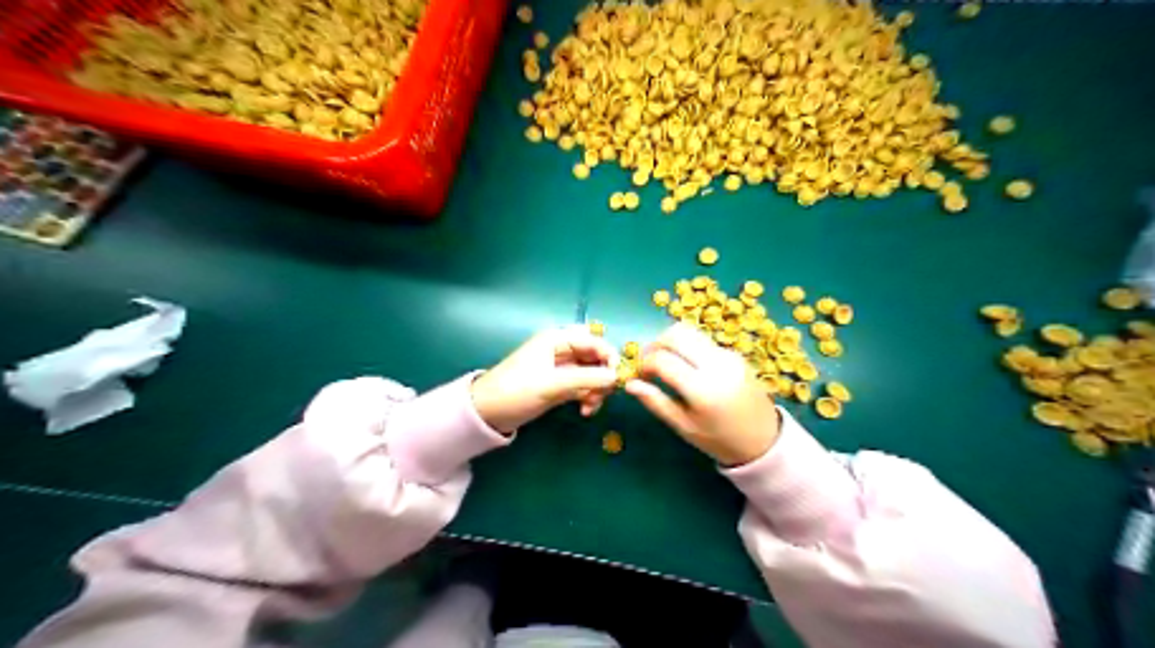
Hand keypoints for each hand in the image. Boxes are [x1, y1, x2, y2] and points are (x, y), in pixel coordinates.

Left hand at [470, 323, 623, 435]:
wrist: (488, 413)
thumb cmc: (516, 391)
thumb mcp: (552, 384)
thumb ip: (586, 379)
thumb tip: (616, 377)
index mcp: (557, 339)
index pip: (594, 340)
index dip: (609, 356)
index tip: (618, 377)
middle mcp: (562, 350)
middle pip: (596, 357)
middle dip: (603, 376)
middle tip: (604, 395)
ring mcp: (562, 368)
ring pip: (593, 374)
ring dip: (597, 390)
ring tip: (590, 407)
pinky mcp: (561, 385)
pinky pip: (585, 387)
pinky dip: (589, 397)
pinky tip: (585, 411)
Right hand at [628, 325, 780, 466]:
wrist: (763, 440)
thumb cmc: (719, 440)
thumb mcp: (684, 426)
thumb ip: (656, 402)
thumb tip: (629, 384)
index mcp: (702, 389)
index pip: (662, 360)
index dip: (644, 364)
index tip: (639, 376)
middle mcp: (716, 365)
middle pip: (676, 334)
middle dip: (656, 343)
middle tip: (649, 362)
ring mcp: (728, 356)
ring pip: (690, 332)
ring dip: (671, 341)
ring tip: (665, 362)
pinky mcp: (735, 353)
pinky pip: (704, 341)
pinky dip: (688, 348)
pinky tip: (687, 367)